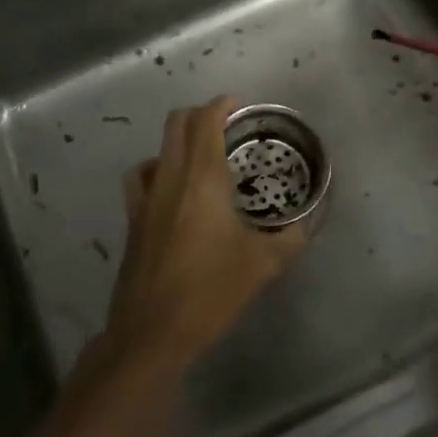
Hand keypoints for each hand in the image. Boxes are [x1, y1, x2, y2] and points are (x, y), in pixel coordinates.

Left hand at [105, 96, 309, 371]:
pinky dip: (157, 168)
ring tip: (202, 154)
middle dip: (201, 114)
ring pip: (158, 147)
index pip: (206, 121)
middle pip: (178, 123)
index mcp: (203, 179)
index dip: (222, 105)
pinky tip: (171, 187)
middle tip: (228, 126)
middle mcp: (170, 177)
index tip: (240, 107)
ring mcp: (146, 197)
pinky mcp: (133, 219)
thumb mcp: (264, 264)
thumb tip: (304, 223)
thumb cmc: (211, 291)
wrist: (153, 331)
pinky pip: (141, 177)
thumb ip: (291, 237)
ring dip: (179, 139)